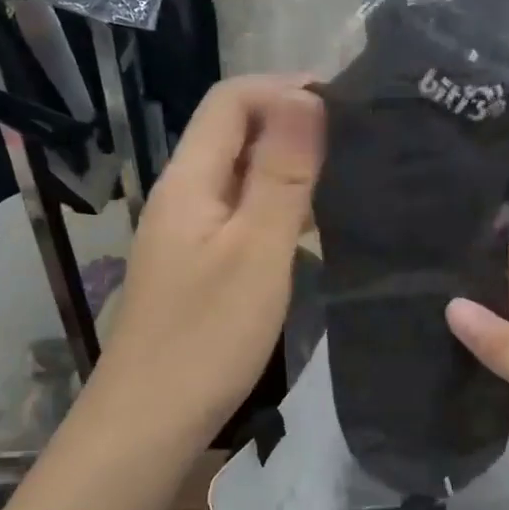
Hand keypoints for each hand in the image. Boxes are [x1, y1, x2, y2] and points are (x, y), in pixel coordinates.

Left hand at [91, 77, 323, 443]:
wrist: (150, 421)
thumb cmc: (207, 336)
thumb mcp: (257, 249)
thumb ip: (282, 174)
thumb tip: (306, 97)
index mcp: (189, 179)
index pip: (231, 99)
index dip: (285, 88)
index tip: (347, 103)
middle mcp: (183, 194)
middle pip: (234, 131)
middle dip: (292, 121)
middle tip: (358, 138)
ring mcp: (187, 231)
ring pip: (239, 173)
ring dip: (288, 164)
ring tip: (347, 174)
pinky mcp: (197, 264)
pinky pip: (240, 212)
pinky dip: (277, 204)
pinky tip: (313, 226)